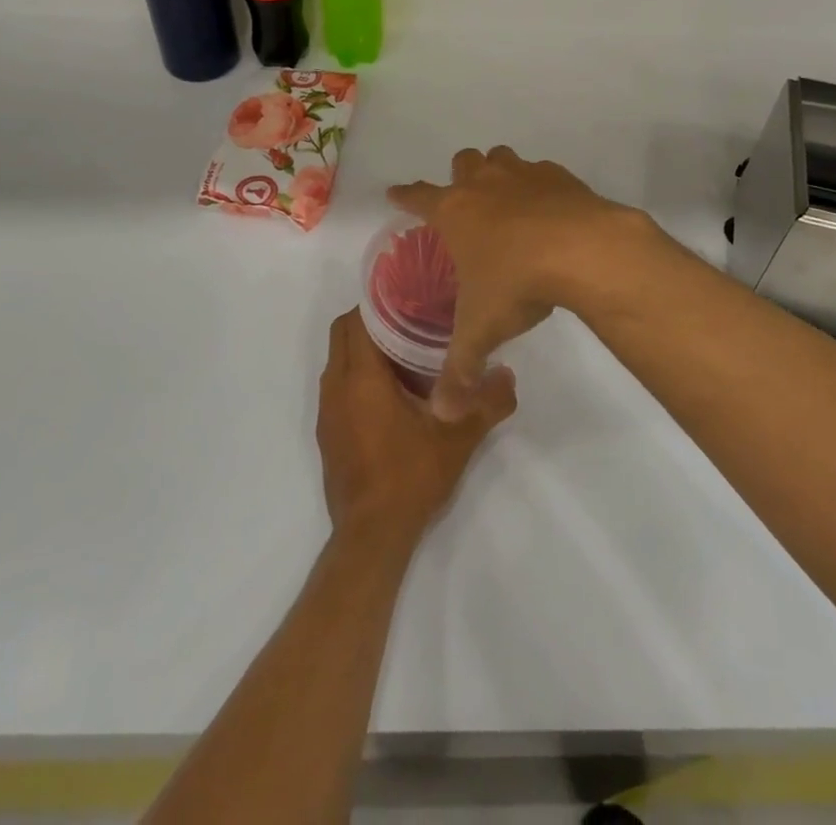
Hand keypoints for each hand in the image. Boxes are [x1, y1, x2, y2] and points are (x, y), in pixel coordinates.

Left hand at [318, 308, 516, 549]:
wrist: (372, 537)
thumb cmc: (410, 477)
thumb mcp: (459, 437)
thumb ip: (487, 402)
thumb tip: (508, 374)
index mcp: (361, 378)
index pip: (356, 319)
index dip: (378, 303)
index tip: (409, 298)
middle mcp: (336, 387)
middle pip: (343, 334)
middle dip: (371, 322)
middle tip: (411, 322)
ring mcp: (327, 412)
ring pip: (339, 361)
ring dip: (364, 351)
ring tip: (406, 355)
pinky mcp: (328, 434)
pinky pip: (338, 387)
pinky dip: (358, 378)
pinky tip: (392, 396)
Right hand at [390, 147, 653, 420]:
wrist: (583, 250)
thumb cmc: (517, 282)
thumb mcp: (482, 330)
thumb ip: (460, 370)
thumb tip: (442, 413)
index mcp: (454, 212)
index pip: (417, 197)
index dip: (404, 196)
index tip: (395, 193)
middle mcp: (484, 184)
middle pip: (462, 163)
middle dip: (459, 177)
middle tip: (466, 203)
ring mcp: (523, 175)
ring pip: (501, 158)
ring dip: (498, 173)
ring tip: (508, 202)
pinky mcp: (560, 176)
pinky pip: (541, 172)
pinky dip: (540, 186)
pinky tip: (551, 212)